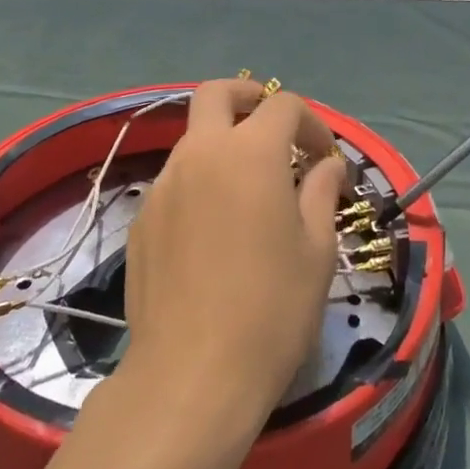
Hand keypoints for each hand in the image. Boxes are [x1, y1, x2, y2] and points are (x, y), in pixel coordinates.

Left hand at [120, 79, 345, 421]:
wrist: (191, 375)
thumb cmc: (271, 311)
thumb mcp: (316, 251)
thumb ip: (321, 193)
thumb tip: (327, 165)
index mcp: (249, 153)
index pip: (283, 106)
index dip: (312, 123)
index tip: (325, 158)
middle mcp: (200, 154)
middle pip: (217, 93)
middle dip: (249, 96)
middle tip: (274, 125)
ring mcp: (164, 184)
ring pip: (193, 137)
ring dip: (223, 143)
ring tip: (249, 187)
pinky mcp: (143, 217)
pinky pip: (176, 180)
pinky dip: (201, 182)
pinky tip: (215, 228)